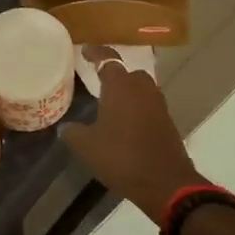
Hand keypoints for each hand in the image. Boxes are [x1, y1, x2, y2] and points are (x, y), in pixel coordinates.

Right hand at [62, 50, 204, 222]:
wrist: (165, 182)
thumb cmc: (121, 158)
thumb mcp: (88, 147)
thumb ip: (74, 132)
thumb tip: (66, 127)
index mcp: (121, 87)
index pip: (108, 60)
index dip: (96, 53)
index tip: (86, 52)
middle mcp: (142, 89)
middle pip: (129, 73)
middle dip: (115, 74)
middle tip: (98, 82)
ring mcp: (159, 105)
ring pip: (141, 89)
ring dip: (128, 93)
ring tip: (111, 104)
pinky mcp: (168, 122)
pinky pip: (149, 106)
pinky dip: (137, 109)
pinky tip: (125, 124)